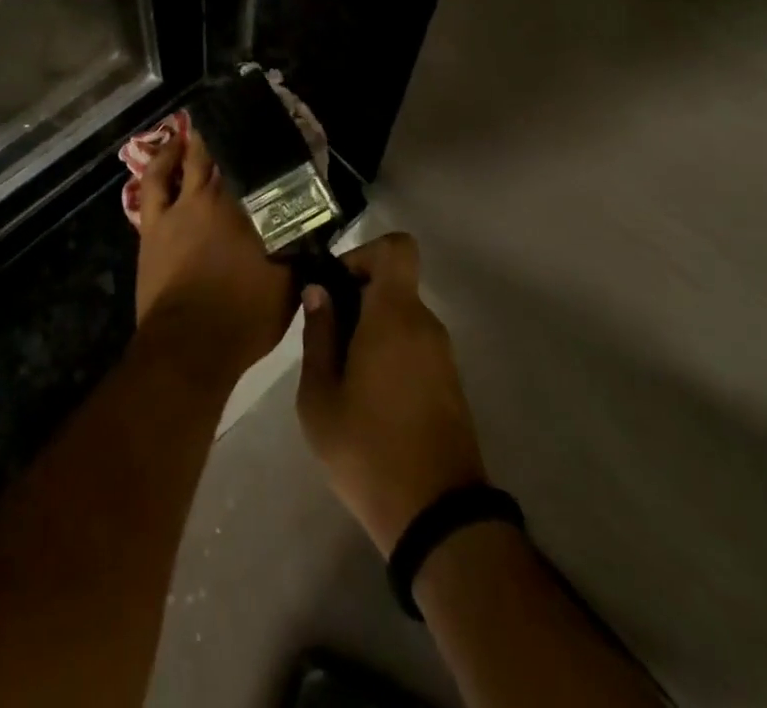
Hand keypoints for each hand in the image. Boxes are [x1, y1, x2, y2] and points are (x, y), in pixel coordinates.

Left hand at [133, 127, 294, 384]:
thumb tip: (309, 232)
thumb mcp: (288, 289)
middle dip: (239, 138)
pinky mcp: (155, 222)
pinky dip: (163, 161)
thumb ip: (297, 253)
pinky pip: (156, 181)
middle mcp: (220, 200)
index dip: (275, 155)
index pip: (270, 173)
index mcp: (256, 213)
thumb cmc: (245, 320)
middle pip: (230, 158)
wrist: (190, 345)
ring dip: (201, 139)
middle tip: (247, 120)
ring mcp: (183, 208)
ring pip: (193, 159)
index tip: (284, 139)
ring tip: (209, 122)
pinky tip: (170, 148)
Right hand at [298, 233, 486, 556]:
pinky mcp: (449, 383)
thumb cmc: (368, 450)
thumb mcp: (320, 397)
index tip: (336, 284)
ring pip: (402, 316)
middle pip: (394, 283)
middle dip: (357, 296)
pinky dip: (389, 351)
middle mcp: (425, 324)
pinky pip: (414, 344)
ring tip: (340, 372)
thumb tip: (318, 292)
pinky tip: (366, 394)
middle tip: (325, 334)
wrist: (438, 518)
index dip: (364, 252)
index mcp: (395, 315)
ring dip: (371, 328)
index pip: (397, 247)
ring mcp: (442, 355)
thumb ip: (318, 335)